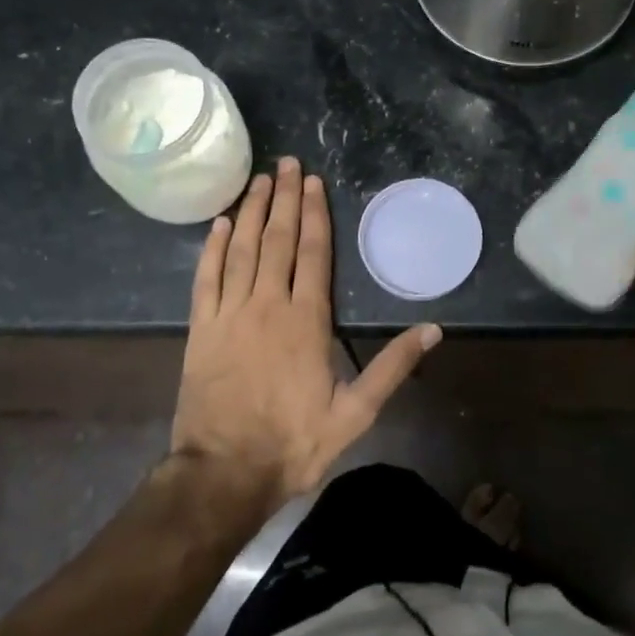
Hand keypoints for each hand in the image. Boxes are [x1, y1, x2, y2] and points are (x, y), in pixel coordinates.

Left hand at [171, 157, 440, 508]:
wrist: (224, 472)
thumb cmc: (294, 443)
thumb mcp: (356, 413)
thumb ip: (393, 367)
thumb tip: (433, 329)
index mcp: (307, 320)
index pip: (312, 253)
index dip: (313, 214)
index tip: (313, 183)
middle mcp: (267, 305)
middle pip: (276, 240)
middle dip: (283, 198)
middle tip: (286, 163)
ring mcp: (230, 314)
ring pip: (240, 249)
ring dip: (250, 211)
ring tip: (259, 180)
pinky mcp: (201, 329)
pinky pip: (206, 277)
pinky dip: (212, 248)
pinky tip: (219, 224)